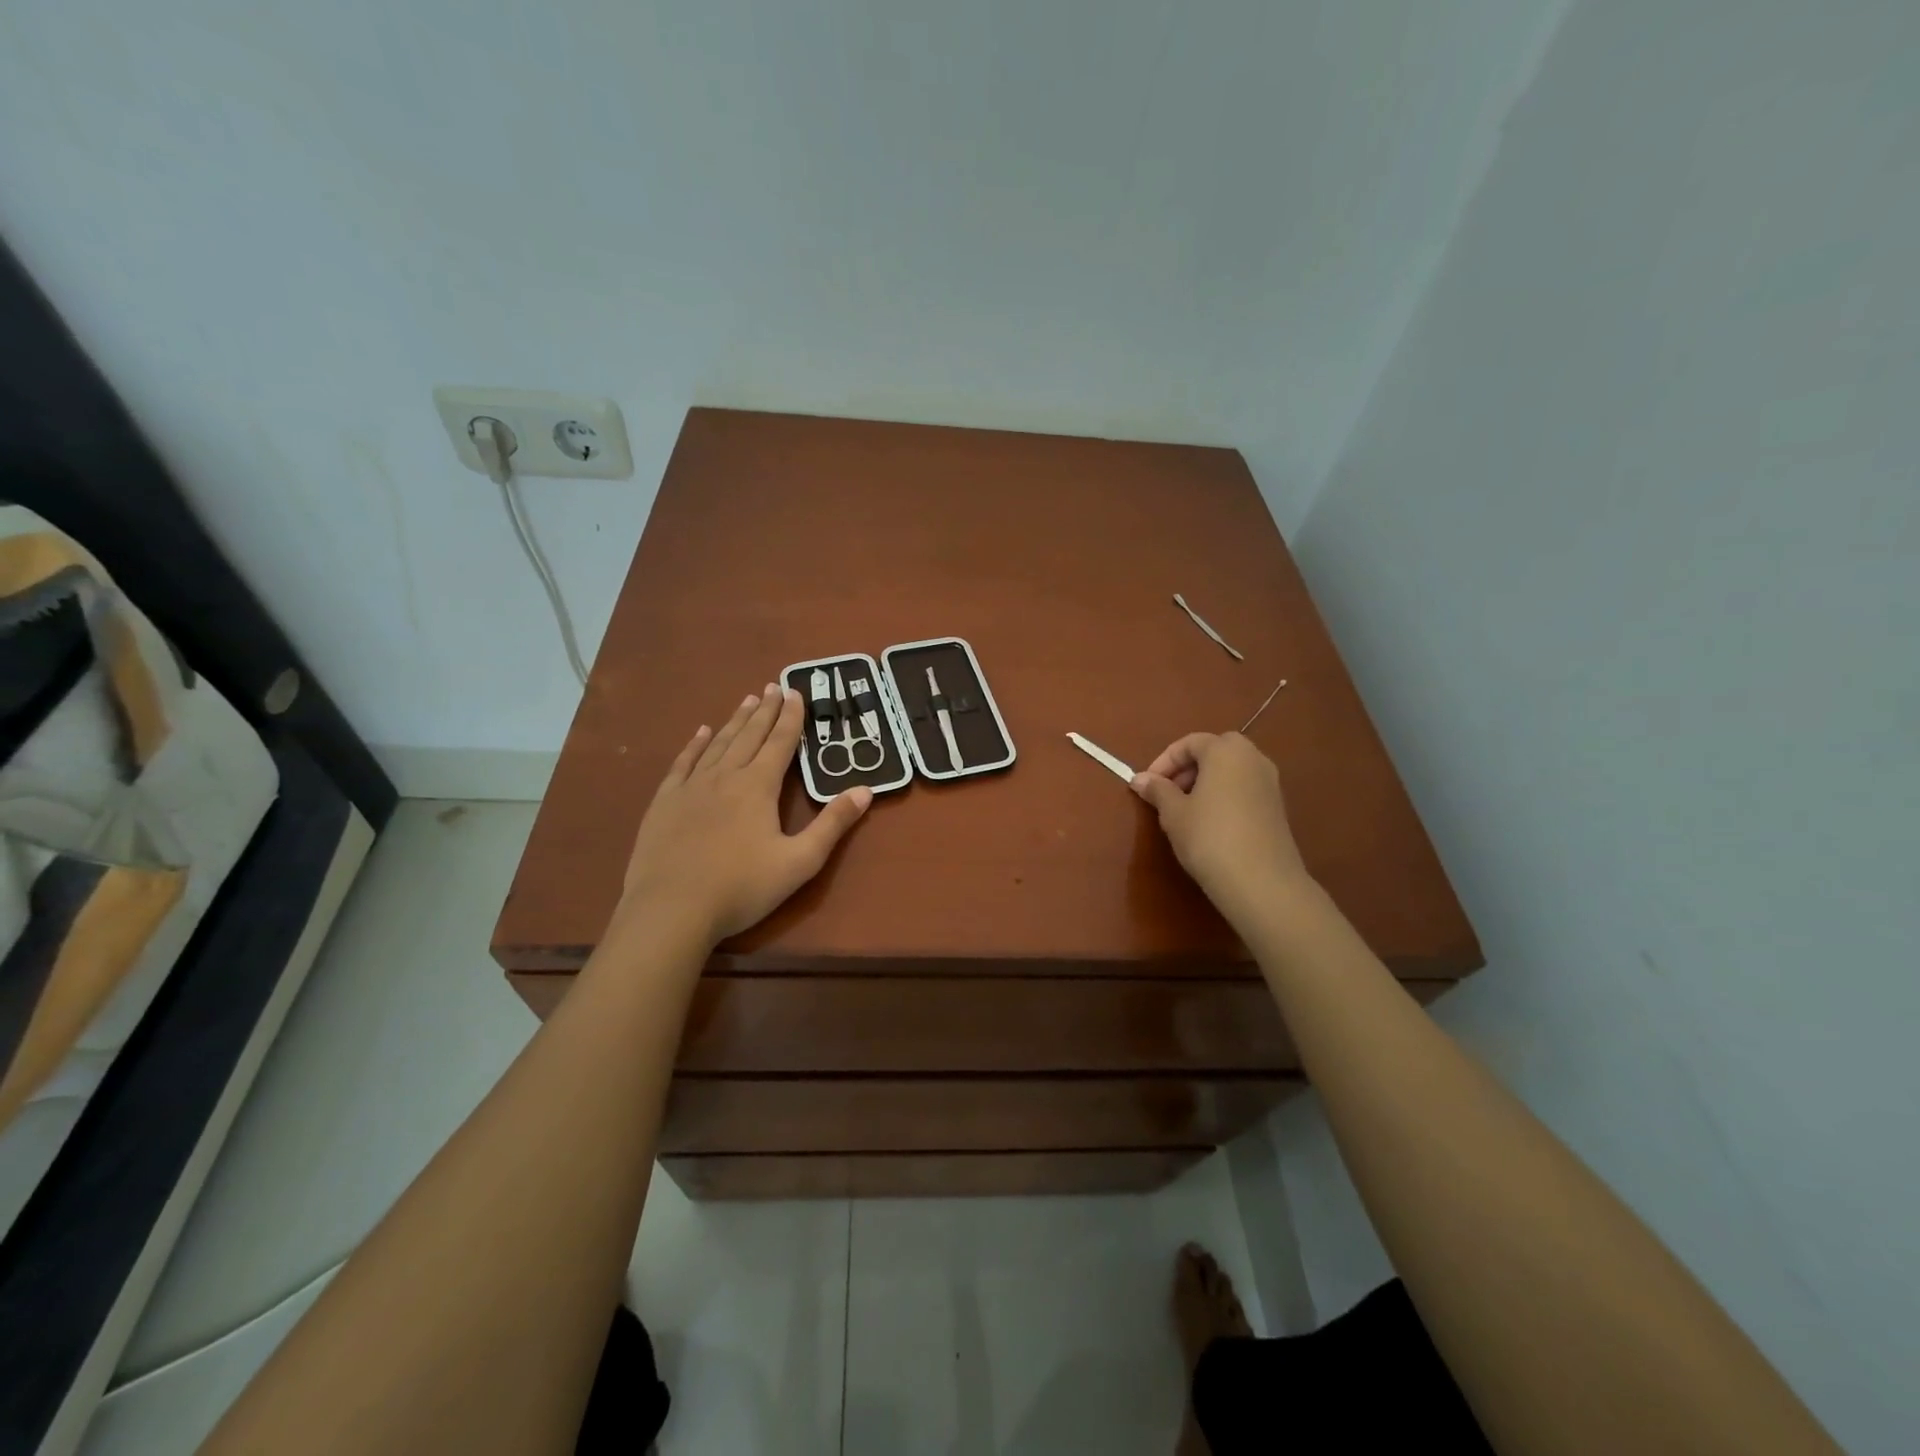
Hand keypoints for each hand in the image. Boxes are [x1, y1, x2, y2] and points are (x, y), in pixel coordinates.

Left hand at [617, 684, 872, 945]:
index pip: (780, 743)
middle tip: (773, 686)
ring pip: (718, 744)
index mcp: (758, 787)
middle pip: (750, 735)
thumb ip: (833, 824)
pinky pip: (683, 763)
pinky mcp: (665, 802)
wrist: (671, 909)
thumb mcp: (800, 861)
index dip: (790, 717)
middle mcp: (726, 776)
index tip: (796, 692)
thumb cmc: (742, 887)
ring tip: (747, 699)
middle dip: (765, 710)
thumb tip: (865, 790)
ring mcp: (691, 787)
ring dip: (735, 721)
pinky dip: (695, 745)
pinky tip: (701, 733)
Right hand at [1131, 732, 1312, 927]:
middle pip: (1214, 751)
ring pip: (1231, 771)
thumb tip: (1139, 779)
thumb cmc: (1209, 837)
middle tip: (1168, 793)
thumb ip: (1157, 790)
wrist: (1261, 882)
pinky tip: (1210, 824)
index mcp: (1226, 751)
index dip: (1164, 761)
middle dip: (1187, 768)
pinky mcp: (1277, 807)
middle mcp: (1253, 758)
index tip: (1148, 785)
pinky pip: (1244, 789)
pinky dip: (1224, 795)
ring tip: (1186, 811)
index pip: (1189, 743)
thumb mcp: (1174, 813)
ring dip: (1206, 782)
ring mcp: (1270, 782)